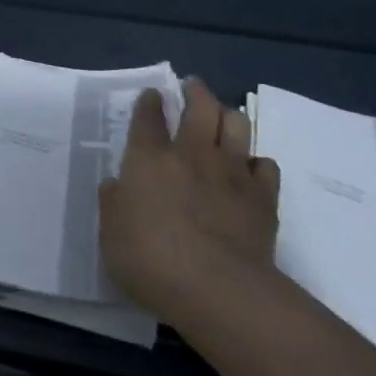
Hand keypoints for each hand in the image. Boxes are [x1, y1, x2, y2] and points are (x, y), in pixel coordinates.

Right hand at [99, 78, 283, 324]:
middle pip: (200, 107)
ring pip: (237, 125)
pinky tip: (251, 171)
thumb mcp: (111, 234)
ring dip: (229, 116)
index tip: (152, 95)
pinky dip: (257, 163)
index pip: (148, 118)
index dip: (149, 102)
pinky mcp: (263, 197)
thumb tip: (117, 185)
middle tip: (192, 86)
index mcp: (150, 159)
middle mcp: (193, 154)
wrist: (217, 288)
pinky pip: (265, 166)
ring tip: (224, 116)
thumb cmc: (150, 260)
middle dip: (195, 91)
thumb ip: (114, 203)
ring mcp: (232, 172)